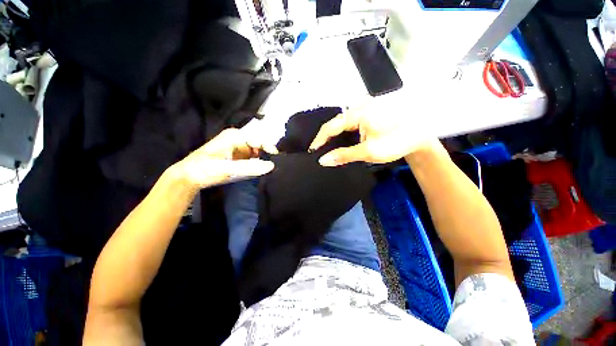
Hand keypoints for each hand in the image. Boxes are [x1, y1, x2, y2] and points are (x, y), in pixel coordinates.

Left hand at [172, 128, 273, 189]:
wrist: (189, 177)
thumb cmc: (205, 169)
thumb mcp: (227, 168)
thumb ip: (250, 167)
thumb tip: (271, 165)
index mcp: (234, 137)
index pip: (258, 138)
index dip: (269, 146)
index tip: (277, 157)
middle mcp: (238, 140)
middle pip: (258, 144)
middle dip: (267, 153)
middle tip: (276, 164)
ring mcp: (238, 149)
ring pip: (257, 152)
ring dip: (263, 159)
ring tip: (271, 168)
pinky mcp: (238, 158)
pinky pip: (252, 159)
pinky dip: (258, 164)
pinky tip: (261, 170)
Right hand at [309, 103, 439, 166]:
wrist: (420, 136)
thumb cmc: (397, 142)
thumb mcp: (369, 151)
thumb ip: (344, 155)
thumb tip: (324, 160)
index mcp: (359, 113)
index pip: (331, 126)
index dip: (320, 139)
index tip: (313, 150)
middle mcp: (360, 106)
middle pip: (336, 123)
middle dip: (327, 138)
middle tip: (320, 150)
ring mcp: (365, 108)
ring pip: (343, 123)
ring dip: (335, 136)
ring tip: (329, 148)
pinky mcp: (369, 112)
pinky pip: (351, 122)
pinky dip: (344, 133)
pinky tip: (343, 141)